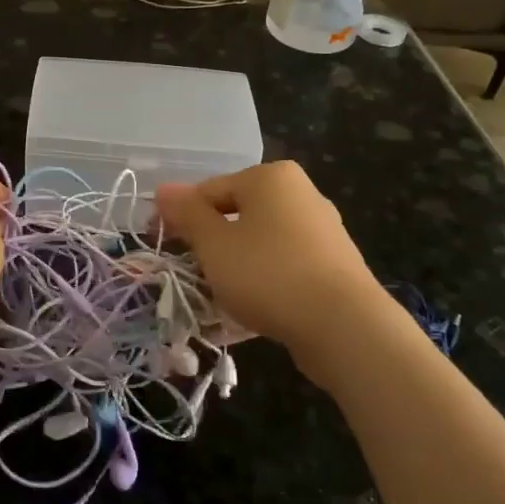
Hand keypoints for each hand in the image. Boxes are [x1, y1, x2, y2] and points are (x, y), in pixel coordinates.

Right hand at [155, 162, 383, 357]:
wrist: (344, 326)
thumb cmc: (268, 273)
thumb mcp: (214, 243)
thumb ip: (187, 214)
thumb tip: (163, 190)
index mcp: (270, 177)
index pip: (209, 189)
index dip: (179, 216)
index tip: (160, 243)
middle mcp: (300, 193)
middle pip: (237, 213)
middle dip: (209, 241)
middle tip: (190, 271)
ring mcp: (322, 229)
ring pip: (260, 241)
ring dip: (234, 263)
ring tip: (218, 293)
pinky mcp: (333, 264)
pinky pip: (283, 264)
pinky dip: (263, 279)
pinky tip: (252, 306)